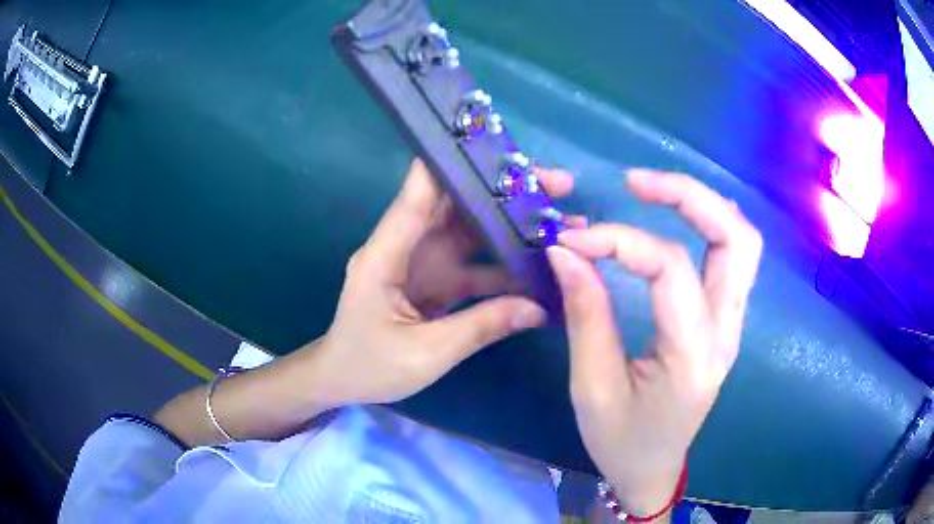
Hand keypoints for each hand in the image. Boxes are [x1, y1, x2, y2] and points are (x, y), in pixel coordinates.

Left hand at [300, 159, 579, 407]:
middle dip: (505, 190)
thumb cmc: (369, 366)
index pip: (418, 194)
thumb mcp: (426, 354)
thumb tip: (539, 307)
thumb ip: (481, 327)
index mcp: (386, 254)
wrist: (343, 380)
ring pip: (472, 229)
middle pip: (456, 203)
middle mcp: (406, 246)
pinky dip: (506, 261)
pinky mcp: (437, 279)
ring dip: (513, 223)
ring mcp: (424, 262)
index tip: (499, 145)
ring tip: (563, 220)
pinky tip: (541, 264)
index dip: (453, 164)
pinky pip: (476, 262)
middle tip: (559, 185)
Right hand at [547, 169, 762, 515]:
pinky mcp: (725, 322)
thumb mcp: (592, 388)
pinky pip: (734, 259)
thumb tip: (565, 251)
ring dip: (704, 205)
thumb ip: (585, 315)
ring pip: (743, 242)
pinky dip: (710, 225)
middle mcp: (726, 333)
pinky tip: (680, 217)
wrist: (652, 470)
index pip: (670, 269)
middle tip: (634, 182)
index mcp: (693, 357)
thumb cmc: (620, 441)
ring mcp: (733, 325)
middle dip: (688, 196)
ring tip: (654, 191)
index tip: (571, 239)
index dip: (620, 241)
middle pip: (735, 239)